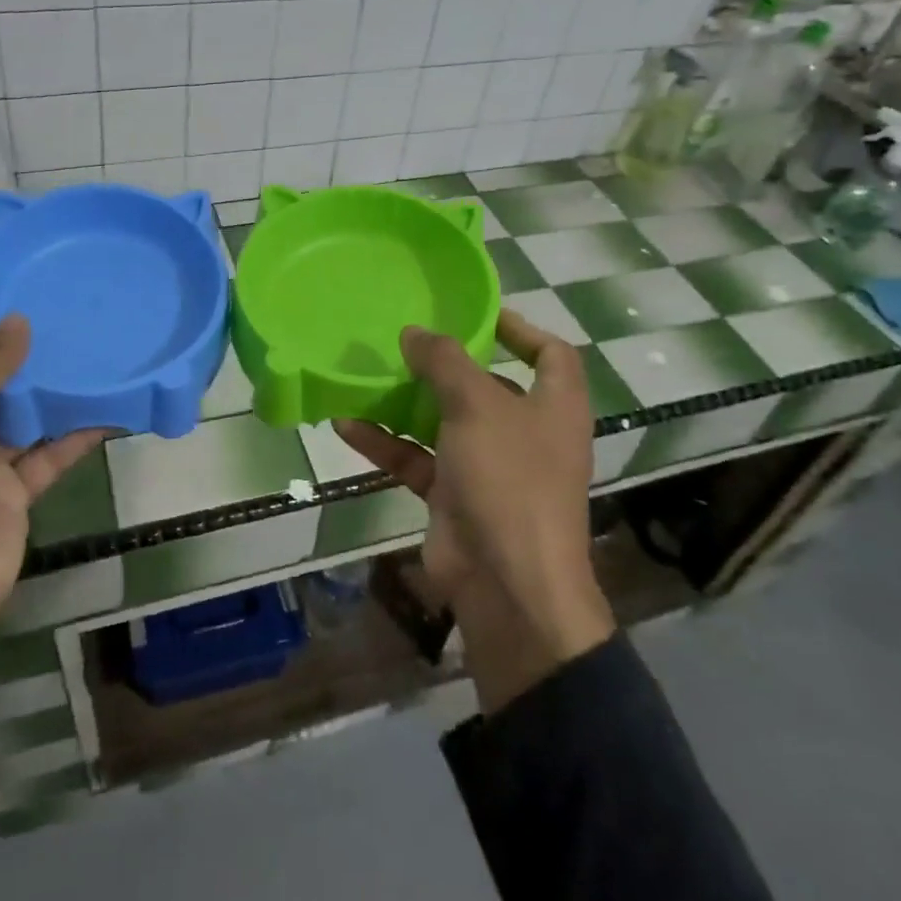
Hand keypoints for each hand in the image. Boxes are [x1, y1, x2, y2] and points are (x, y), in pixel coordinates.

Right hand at [334, 310, 613, 712]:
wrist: (507, 586)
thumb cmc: (509, 479)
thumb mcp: (478, 406)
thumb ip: (445, 362)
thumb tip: (415, 332)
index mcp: (554, 406)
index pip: (551, 354)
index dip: (521, 329)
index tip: (478, 314)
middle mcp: (526, 433)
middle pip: (488, 386)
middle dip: (448, 365)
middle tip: (406, 341)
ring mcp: (489, 467)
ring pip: (444, 423)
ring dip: (406, 403)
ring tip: (367, 375)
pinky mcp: (454, 496)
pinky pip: (417, 459)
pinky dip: (386, 443)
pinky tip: (346, 423)